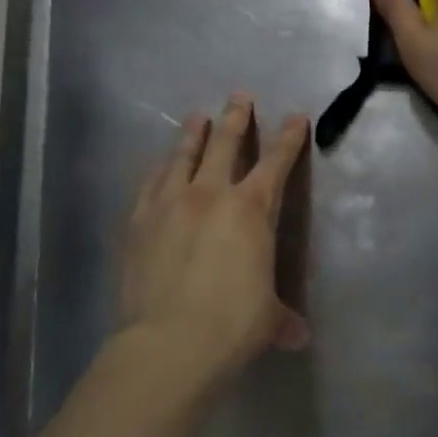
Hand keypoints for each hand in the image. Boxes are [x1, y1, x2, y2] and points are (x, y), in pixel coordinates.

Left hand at [120, 94, 310, 383]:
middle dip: (236, 118)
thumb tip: (298, 337)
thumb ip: (282, 318)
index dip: (289, 139)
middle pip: (225, 144)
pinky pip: (150, 183)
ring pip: (183, 156)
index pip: (276, 163)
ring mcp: (170, 203)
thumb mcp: (267, 318)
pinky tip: (158, 164)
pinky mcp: (139, 220)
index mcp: (251, 209)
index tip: (296, 116)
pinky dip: (158, 169)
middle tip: (239, 96)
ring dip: (193, 134)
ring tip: (197, 117)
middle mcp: (211, 194)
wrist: (169, 341)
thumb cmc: (232, 323)